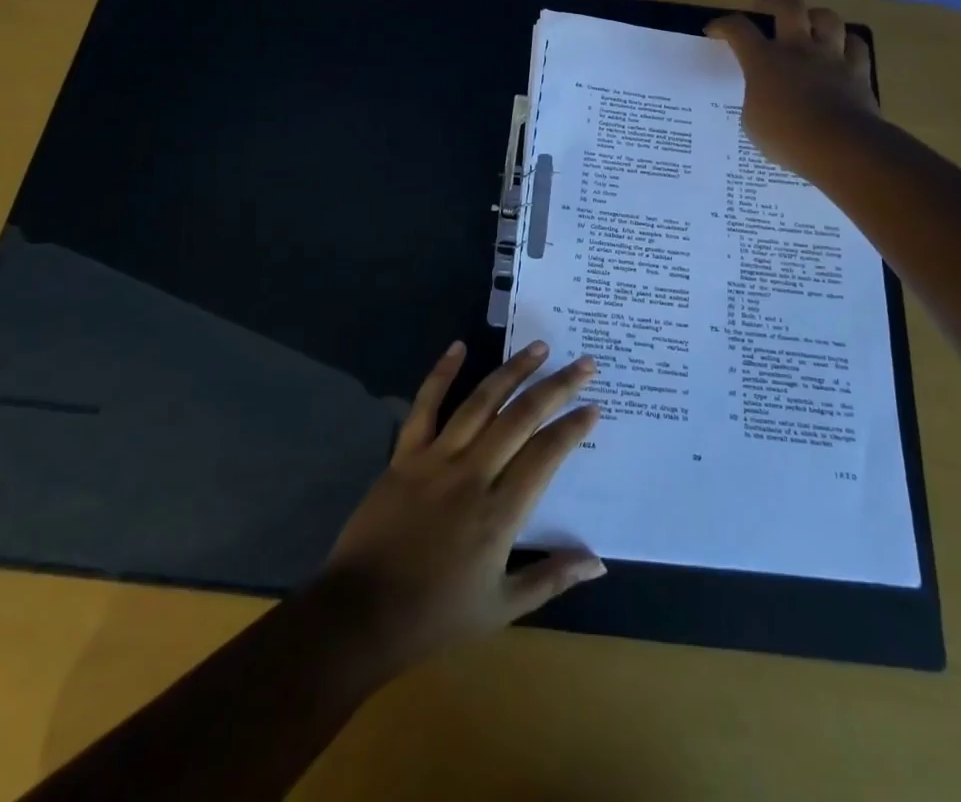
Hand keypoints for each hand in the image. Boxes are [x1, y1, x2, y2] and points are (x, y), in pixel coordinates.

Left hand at [319, 340, 603, 671]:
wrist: (361, 615)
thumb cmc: (436, 615)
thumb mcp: (501, 608)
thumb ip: (551, 578)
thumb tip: (599, 561)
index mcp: (500, 513)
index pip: (545, 456)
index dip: (572, 428)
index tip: (593, 406)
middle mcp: (473, 474)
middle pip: (521, 418)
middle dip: (556, 387)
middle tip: (583, 363)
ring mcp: (437, 458)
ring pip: (481, 402)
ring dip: (512, 371)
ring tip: (538, 347)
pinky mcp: (405, 454)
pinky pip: (425, 405)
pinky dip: (442, 373)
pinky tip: (459, 346)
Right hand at [707, 0, 879, 180]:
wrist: (840, 146)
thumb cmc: (786, 137)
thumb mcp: (753, 121)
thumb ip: (756, 98)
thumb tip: (762, 94)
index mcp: (764, 61)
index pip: (738, 30)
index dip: (723, 25)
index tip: (714, 30)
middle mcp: (798, 49)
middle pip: (788, 6)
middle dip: (773, 0)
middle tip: (763, 4)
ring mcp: (831, 57)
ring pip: (827, 18)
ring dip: (815, 16)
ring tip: (808, 22)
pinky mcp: (858, 71)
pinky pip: (855, 45)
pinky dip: (847, 42)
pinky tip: (841, 48)